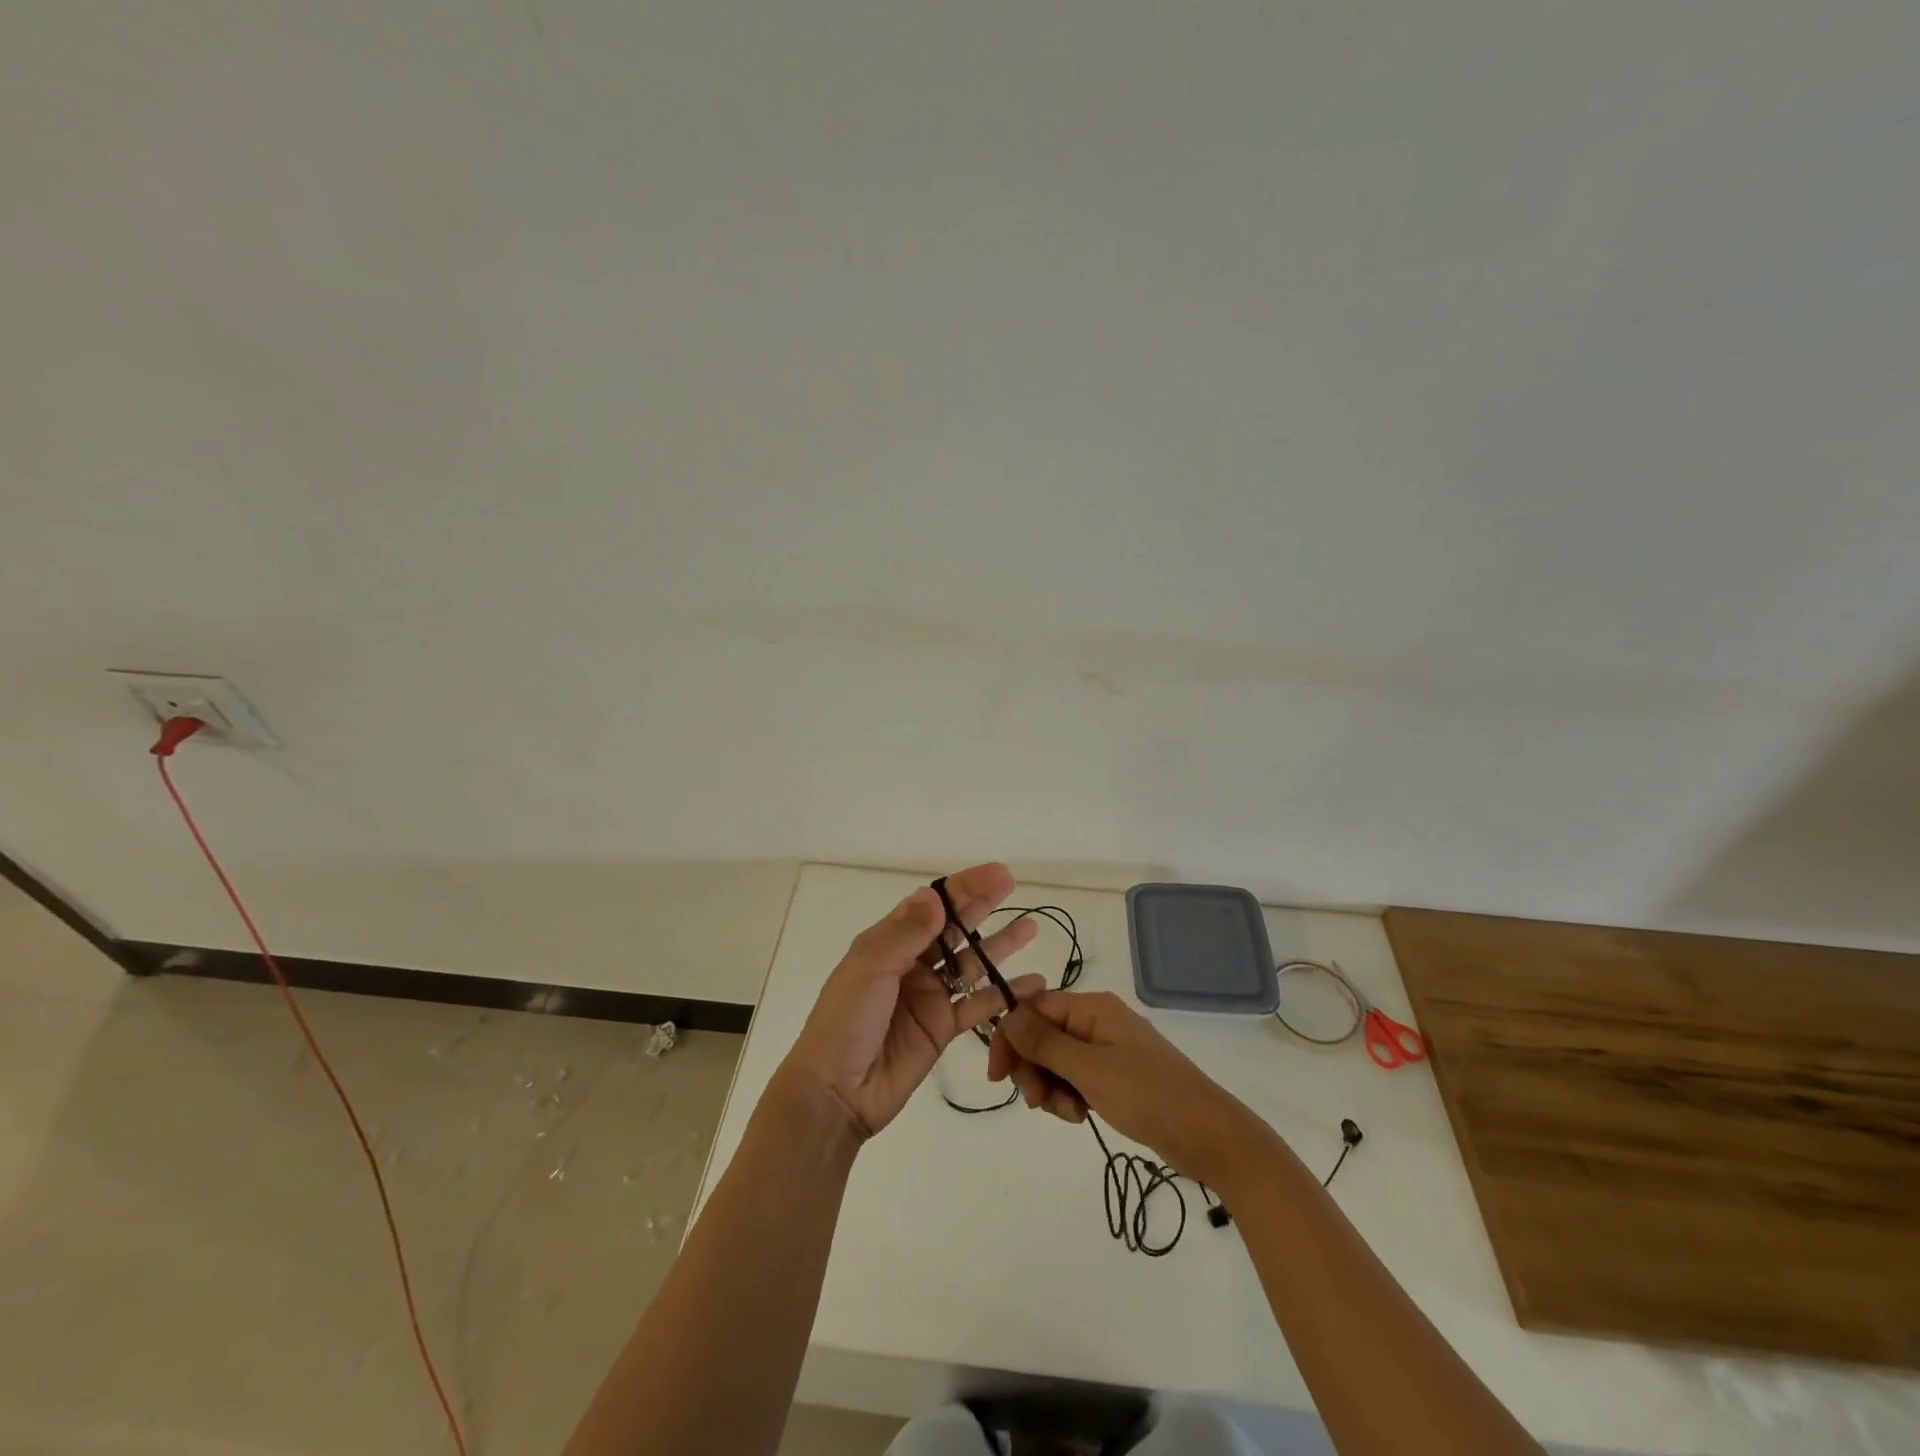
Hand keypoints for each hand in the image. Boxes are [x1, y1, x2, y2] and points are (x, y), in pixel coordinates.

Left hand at [781, 864, 1044, 1139]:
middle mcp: (911, 963)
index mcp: (888, 942)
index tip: (994, 873)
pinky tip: (1032, 984)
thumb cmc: (845, 1022)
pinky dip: (1005, 994)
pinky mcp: (943, 1027)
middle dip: (982, 904)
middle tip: (1012, 884)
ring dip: (999, 945)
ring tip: (1031, 928)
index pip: (930, 905)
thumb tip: (936, 896)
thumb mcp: (870, 969)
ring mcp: (929, 996)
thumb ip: (906, 935)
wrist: (836, 1092)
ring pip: (971, 963)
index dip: (962, 887)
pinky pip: (979, 1005)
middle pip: (954, 928)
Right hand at [988, 990, 1265, 1184]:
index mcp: (1093, 1008)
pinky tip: (1083, 1116)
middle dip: (1032, 1069)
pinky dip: (1070, 1097)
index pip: (1033, 1008)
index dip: (1010, 1037)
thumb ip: (1045, 1043)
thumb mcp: (1090, 1070)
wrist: (1209, 1136)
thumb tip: (1007, 1015)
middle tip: (1037, 1103)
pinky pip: (1075, 1078)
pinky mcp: (1115, 1075)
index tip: (998, 1076)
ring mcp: (1107, 1049)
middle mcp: (1097, 1021)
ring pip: (1056, 1061)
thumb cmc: (1148, 1096)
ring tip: (1071, 1114)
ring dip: (1051, 1088)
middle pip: (1042, 1035)